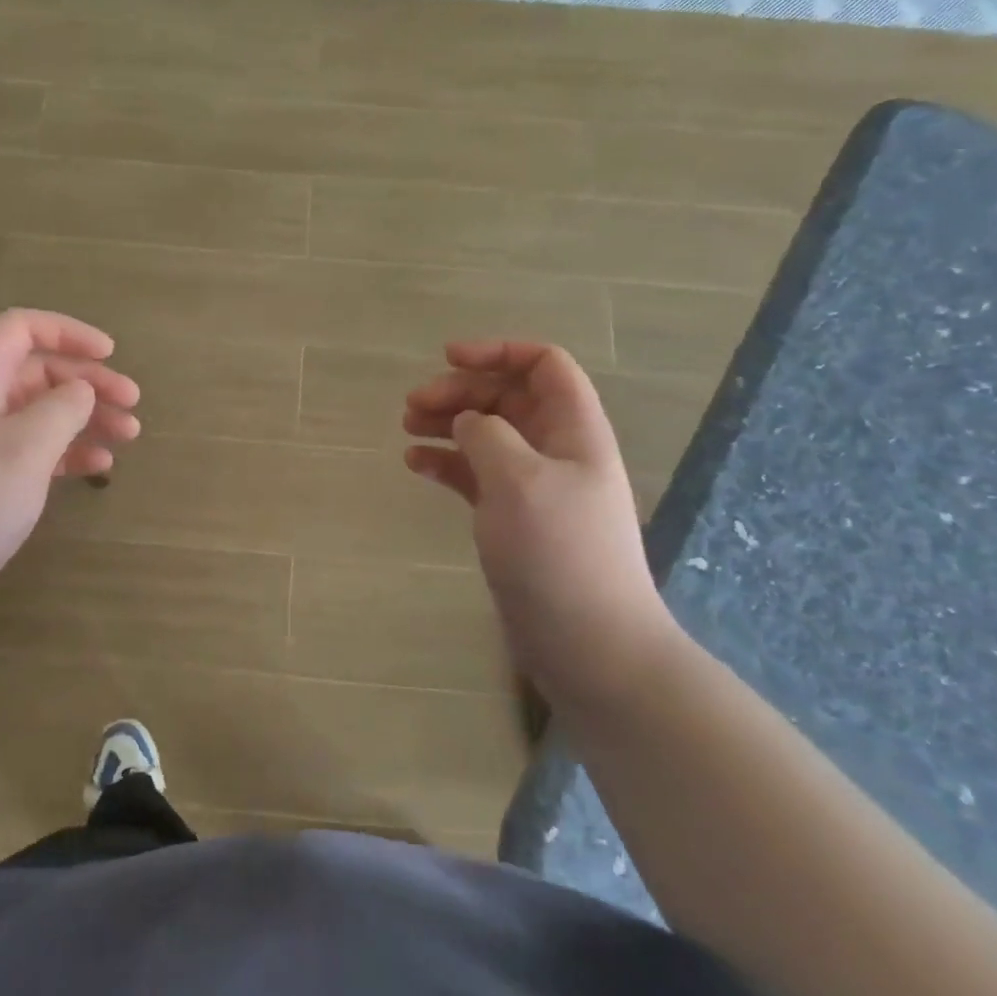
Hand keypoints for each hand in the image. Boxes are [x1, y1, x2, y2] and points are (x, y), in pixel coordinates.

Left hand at [0, 309, 140, 625]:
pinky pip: (34, 451)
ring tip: (128, 435)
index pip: (20, 329)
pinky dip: (68, 452)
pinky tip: (99, 468)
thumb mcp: (24, 448)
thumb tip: (81, 390)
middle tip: (132, 403)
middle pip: (38, 372)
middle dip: (89, 381)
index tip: (110, 354)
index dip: (67, 332)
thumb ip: (62, 408)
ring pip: (41, 413)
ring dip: (86, 418)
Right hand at [404, 341, 680, 712]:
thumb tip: (467, 421)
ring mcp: (533, 486)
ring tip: (406, 428)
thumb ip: (487, 435)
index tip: (447, 358)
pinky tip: (416, 465)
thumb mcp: (519, 480)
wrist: (589, 643)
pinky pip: (475, 475)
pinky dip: (447, 463)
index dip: (498, 352)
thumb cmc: (559, 552)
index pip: (543, 365)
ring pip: (487, 435)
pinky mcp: (512, 518)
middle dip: (460, 392)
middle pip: (507, 398)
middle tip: (412, 406)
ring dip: (448, 424)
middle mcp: (555, 450)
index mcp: (573, 429)